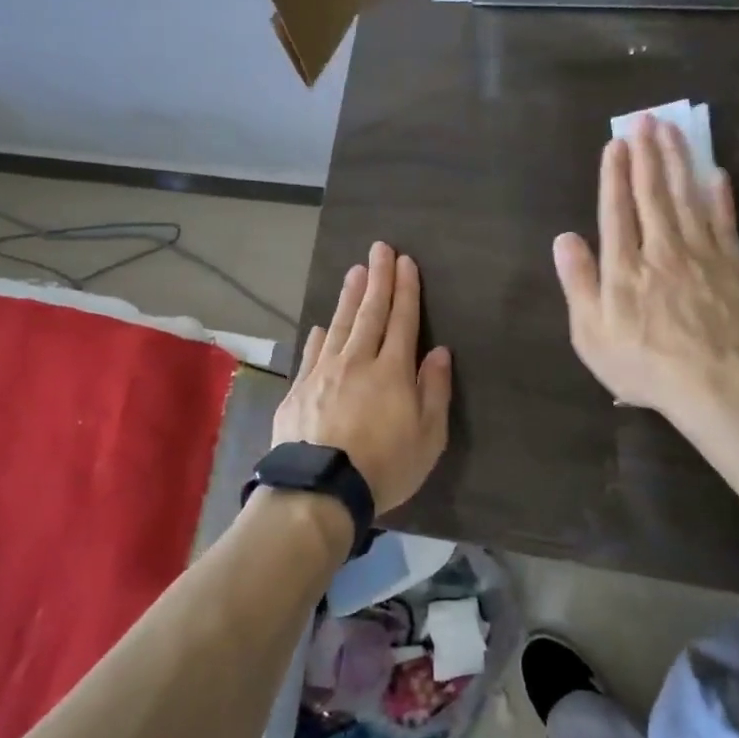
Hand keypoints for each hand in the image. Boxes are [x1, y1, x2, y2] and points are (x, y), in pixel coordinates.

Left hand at [274, 241, 452, 511]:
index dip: (406, 290)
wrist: (320, 489)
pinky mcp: (299, 390)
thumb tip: (439, 352)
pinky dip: (319, 335)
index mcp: (392, 371)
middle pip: (370, 313)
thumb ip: (435, 390)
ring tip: (354, 272)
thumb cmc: (384, 466)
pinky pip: (312, 353)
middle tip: (379, 249)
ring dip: (349, 297)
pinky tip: (321, 325)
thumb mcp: (428, 437)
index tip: (405, 262)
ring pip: (339, 325)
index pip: (402, 321)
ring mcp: (324, 373)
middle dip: (378, 279)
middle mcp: (357, 362)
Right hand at [553, 115, 738, 419]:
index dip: (614, 175)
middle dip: (647, 154)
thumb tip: (564, 238)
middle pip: (652, 193)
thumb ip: (578, 283)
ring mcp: (701, 254)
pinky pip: (724, 221)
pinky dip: (719, 196)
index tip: (616, 144)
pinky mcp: (733, 265)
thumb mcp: (591, 334)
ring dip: (678, 161)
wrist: (712, 383)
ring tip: (672, 131)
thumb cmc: (642, 364)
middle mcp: (661, 249)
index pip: (616, 209)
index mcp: (624, 267)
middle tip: (645, 120)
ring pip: (687, 197)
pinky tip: (715, 173)